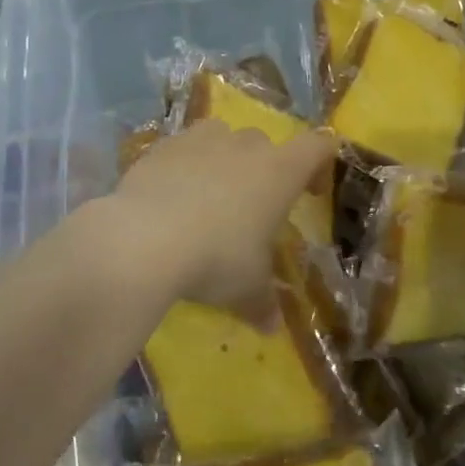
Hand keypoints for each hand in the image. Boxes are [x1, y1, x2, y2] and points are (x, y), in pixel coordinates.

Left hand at [104, 119, 336, 324]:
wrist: (144, 237)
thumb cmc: (215, 258)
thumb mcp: (246, 288)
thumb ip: (263, 303)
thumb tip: (273, 328)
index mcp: (279, 172)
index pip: (316, 147)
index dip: (320, 163)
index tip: (312, 191)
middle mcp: (244, 146)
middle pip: (265, 143)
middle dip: (263, 169)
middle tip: (252, 206)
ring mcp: (200, 140)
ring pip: (221, 136)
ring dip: (222, 158)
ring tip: (210, 194)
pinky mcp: (162, 146)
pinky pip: (182, 148)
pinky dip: (183, 165)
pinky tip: (171, 196)